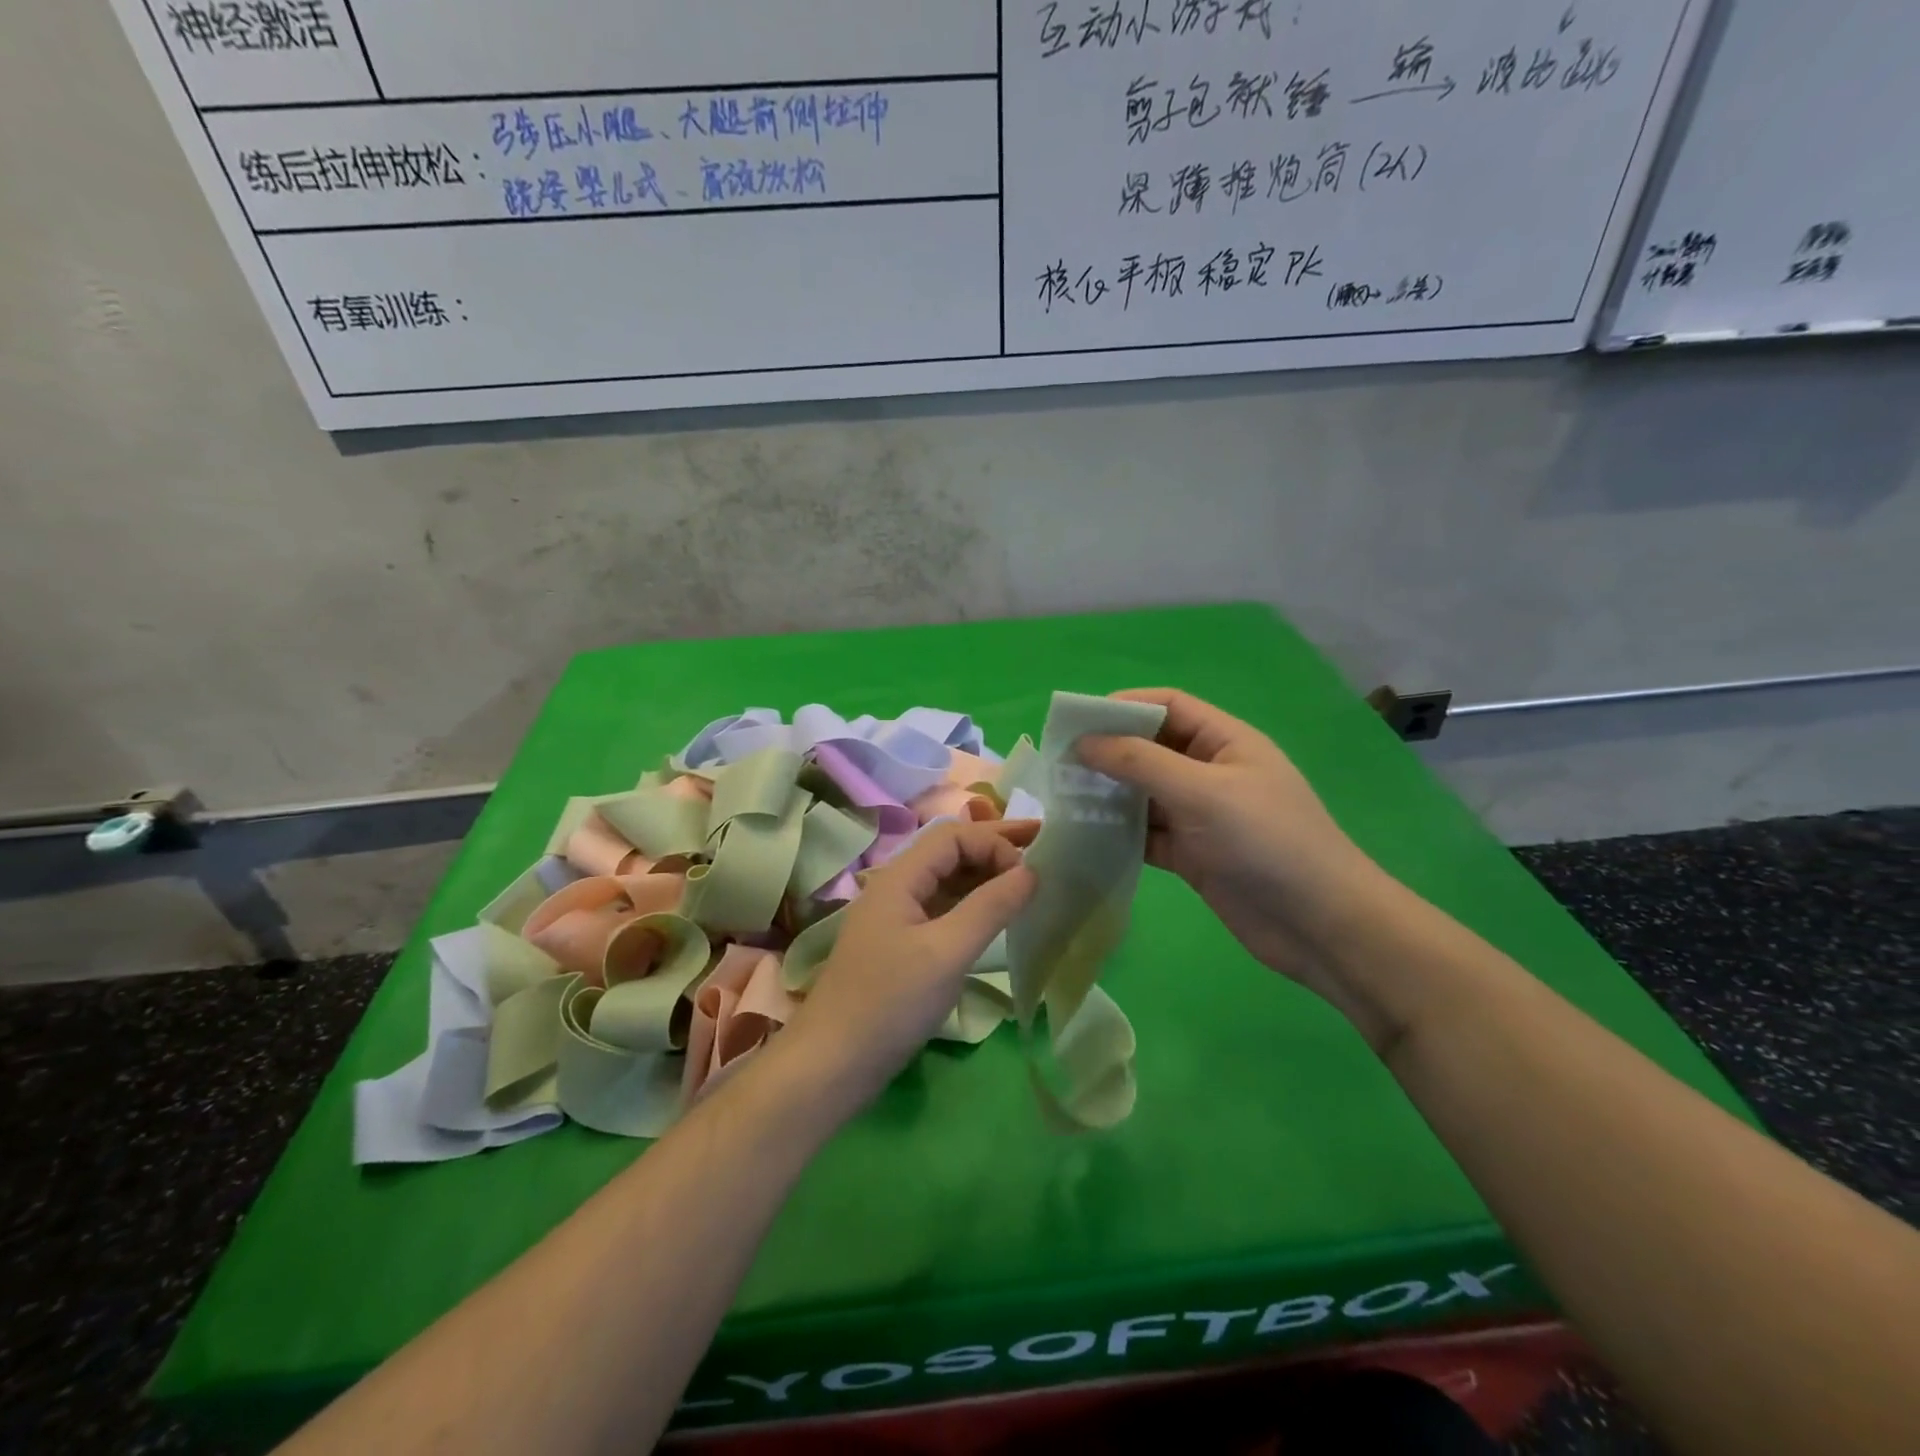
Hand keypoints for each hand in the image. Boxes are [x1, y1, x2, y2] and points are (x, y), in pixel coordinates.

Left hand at [780, 820, 1036, 1114]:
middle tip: (1040, 841)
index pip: (953, 837)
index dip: (994, 843)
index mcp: (900, 878)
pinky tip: (996, 915)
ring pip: (947, 881)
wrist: (833, 1063)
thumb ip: (989, 908)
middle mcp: (897, 888)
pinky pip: (944, 910)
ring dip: (985, 874)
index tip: (1029, 872)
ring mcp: (898, 918)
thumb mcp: (946, 952)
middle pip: (950, 852)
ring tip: (1027, 876)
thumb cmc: (890, 1002)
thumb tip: (1029, 871)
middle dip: (994, 845)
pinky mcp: (903, 946)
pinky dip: (973, 904)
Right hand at [1077, 689, 1398, 1032]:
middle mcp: (1210, 772)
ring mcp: (1200, 815)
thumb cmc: (1266, 841)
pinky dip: (1119, 833)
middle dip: (1108, 752)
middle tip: (1059, 765)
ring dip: (1108, 795)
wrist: (1319, 925)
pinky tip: (1086, 837)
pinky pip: (1146, 833)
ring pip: (1143, 794)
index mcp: (1225, 741)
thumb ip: (1140, 762)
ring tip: (1063, 799)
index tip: (1076, 722)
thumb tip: (1083, 742)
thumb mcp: (1202, 792)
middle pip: (1150, 749)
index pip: (1167, 706)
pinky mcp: (1192, 854)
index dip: (1123, 707)